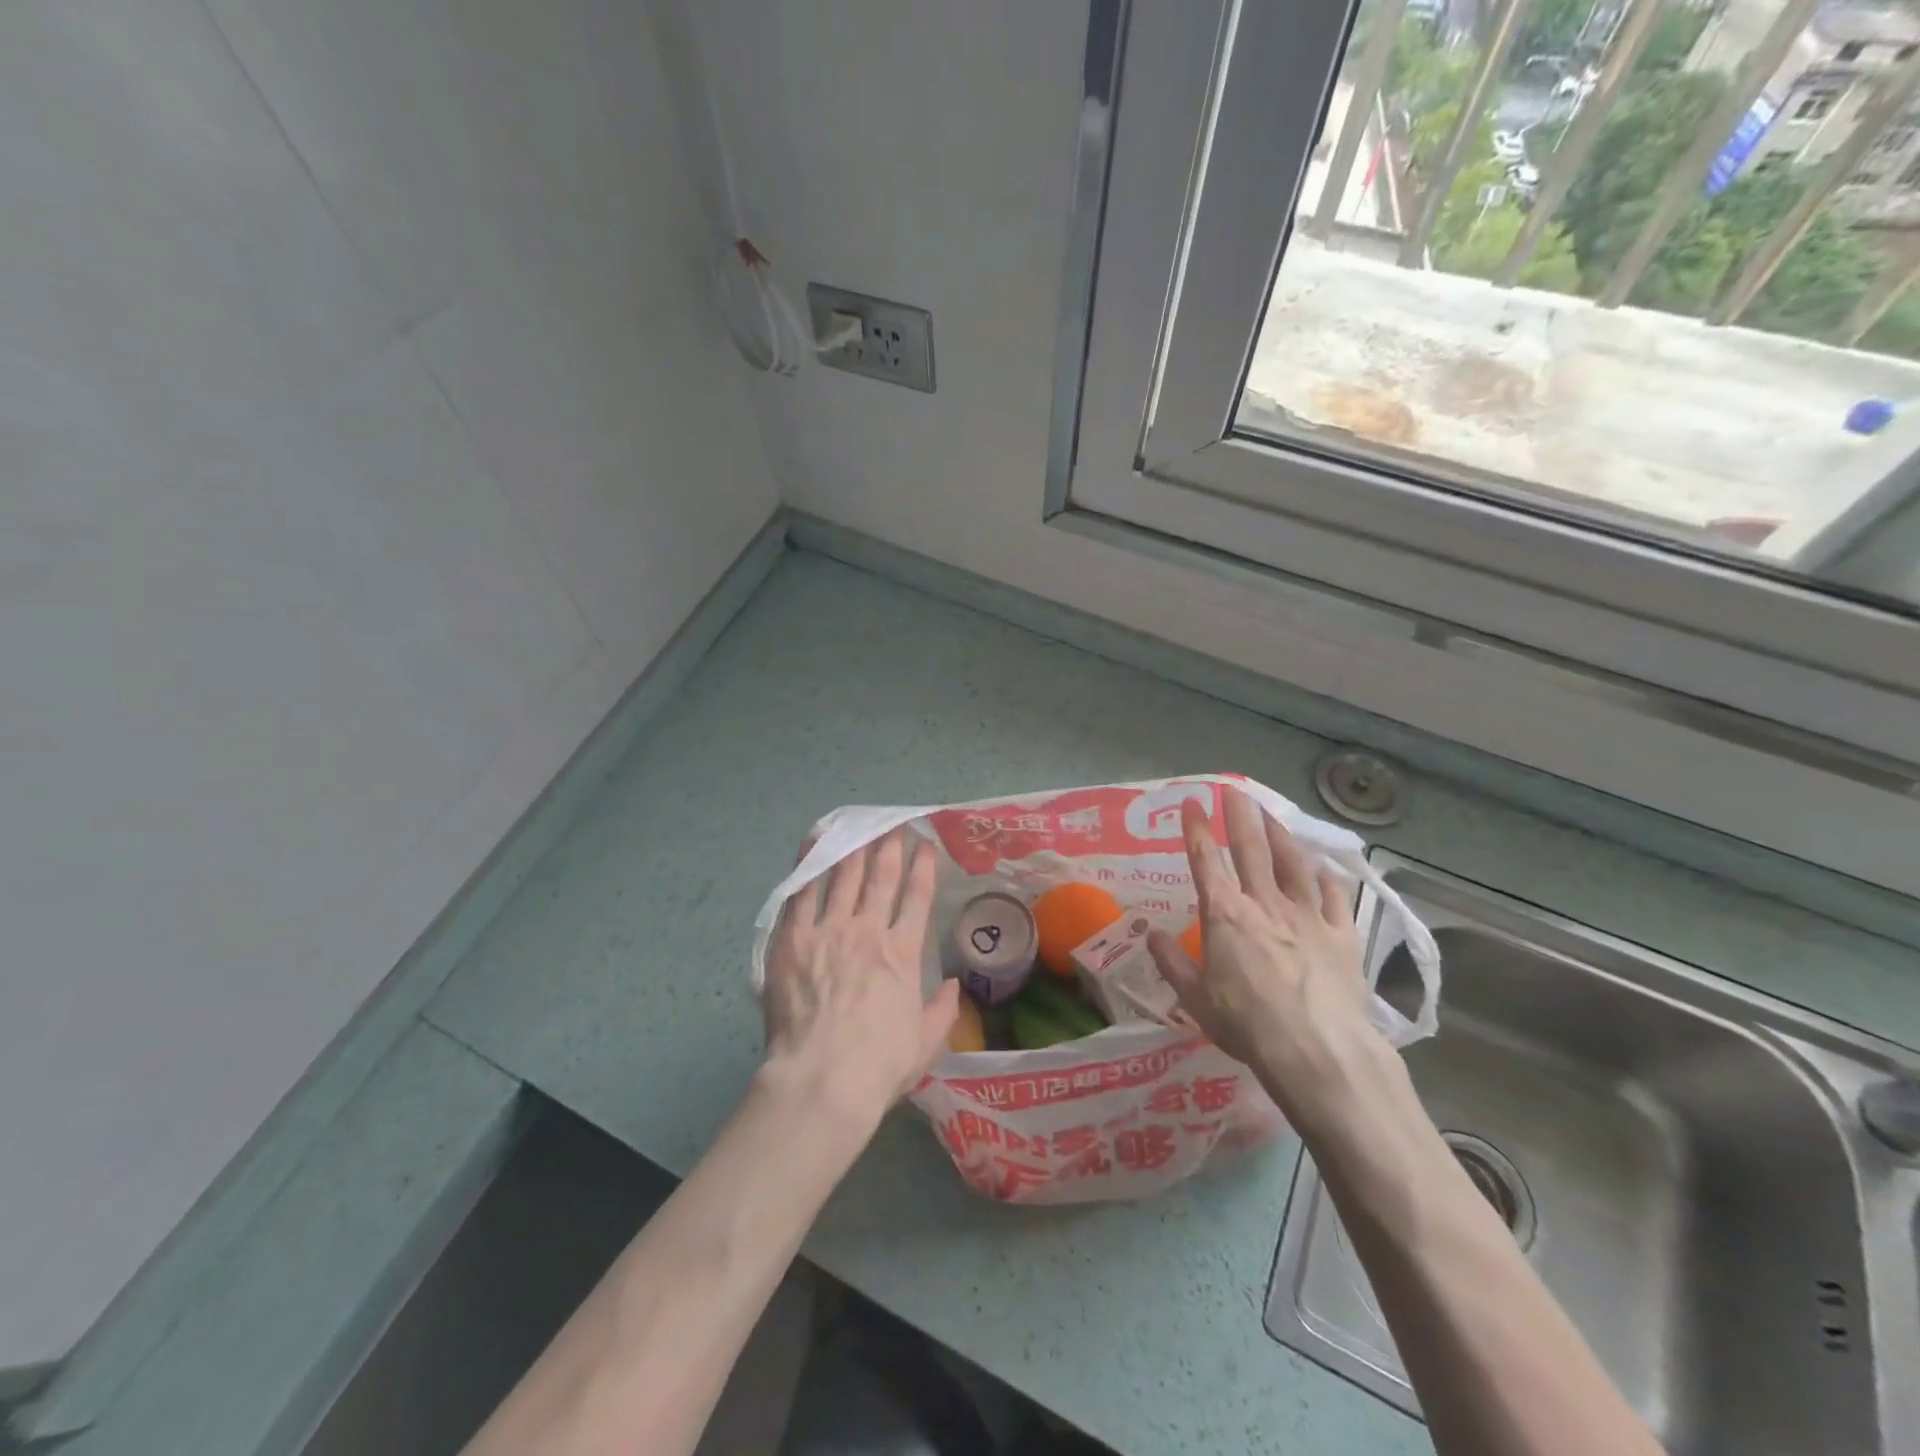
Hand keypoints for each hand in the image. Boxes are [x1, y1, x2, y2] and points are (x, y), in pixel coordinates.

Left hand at [762, 828, 959, 1125]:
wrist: (822, 1079)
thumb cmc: (878, 1065)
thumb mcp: (925, 1043)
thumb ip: (943, 1010)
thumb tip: (953, 985)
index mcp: (902, 954)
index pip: (917, 898)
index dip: (923, 868)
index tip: (926, 845)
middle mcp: (868, 931)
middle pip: (881, 879)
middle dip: (891, 848)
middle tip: (894, 826)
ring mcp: (828, 931)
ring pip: (845, 877)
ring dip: (856, 849)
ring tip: (861, 827)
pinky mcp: (793, 939)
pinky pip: (802, 893)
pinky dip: (811, 864)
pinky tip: (817, 842)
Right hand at [1147, 789, 1387, 1136]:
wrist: (1317, 1049)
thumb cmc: (1247, 1024)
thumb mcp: (1195, 998)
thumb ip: (1171, 962)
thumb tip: (1150, 934)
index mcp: (1225, 915)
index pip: (1207, 861)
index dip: (1197, 829)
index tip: (1192, 802)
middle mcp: (1265, 903)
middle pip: (1251, 849)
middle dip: (1240, 816)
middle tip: (1235, 790)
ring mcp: (1308, 916)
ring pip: (1293, 863)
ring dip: (1281, 835)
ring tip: (1273, 815)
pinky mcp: (1342, 935)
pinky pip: (1335, 896)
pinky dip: (1327, 877)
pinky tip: (1323, 867)